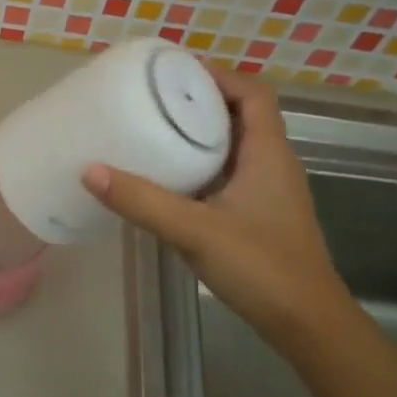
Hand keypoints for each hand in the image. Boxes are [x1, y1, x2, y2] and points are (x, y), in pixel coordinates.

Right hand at [83, 67, 350, 341]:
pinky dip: (201, 166)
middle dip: (200, 102)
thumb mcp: (195, 230)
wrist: (305, 323)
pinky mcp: (259, 215)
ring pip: (234, 147)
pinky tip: (168, 180)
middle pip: (241, 115)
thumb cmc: (260, 267)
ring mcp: (268, 191)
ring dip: (200, 134)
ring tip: (154, 131)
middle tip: (153, 100)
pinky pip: (228, 174)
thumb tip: (90, 170)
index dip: (218, 76)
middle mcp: (272, 164)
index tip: (174, 73)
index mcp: (268, 153)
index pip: (253, 93)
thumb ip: (142, 201)